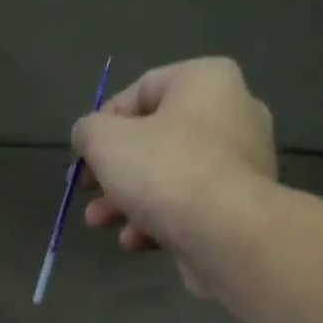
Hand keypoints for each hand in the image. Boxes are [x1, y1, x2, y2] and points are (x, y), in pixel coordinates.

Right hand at [73, 57, 277, 295]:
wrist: (226, 233)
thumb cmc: (165, 170)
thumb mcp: (105, 141)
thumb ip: (88, 131)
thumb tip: (88, 135)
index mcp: (205, 80)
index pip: (142, 90)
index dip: (102, 123)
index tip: (81, 156)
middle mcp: (232, 113)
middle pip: (154, 139)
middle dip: (111, 171)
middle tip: (85, 192)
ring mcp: (241, 164)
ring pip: (169, 177)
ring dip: (126, 201)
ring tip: (99, 223)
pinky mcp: (240, 207)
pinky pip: (189, 206)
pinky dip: (157, 221)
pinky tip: (133, 241)